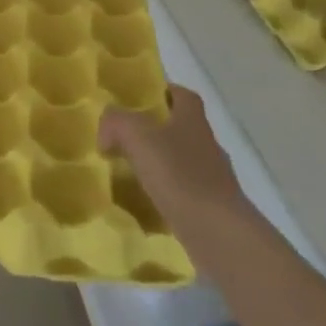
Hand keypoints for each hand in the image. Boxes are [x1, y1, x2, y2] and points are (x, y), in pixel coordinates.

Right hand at [101, 86, 255, 253]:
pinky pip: (185, 191)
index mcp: (193, 120)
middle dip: (156, 130)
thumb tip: (107, 129)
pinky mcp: (213, 207)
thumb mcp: (138, 137)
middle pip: (182, 127)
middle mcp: (207, 143)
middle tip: (125, 138)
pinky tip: (147, 203)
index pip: (183, 95)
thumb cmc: (180, 175)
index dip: (164, 92)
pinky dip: (167, 193)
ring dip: (161, 163)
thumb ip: (116, 122)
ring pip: (183, 160)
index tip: (140, 99)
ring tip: (130, 172)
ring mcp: (214, 177)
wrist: (219, 233)